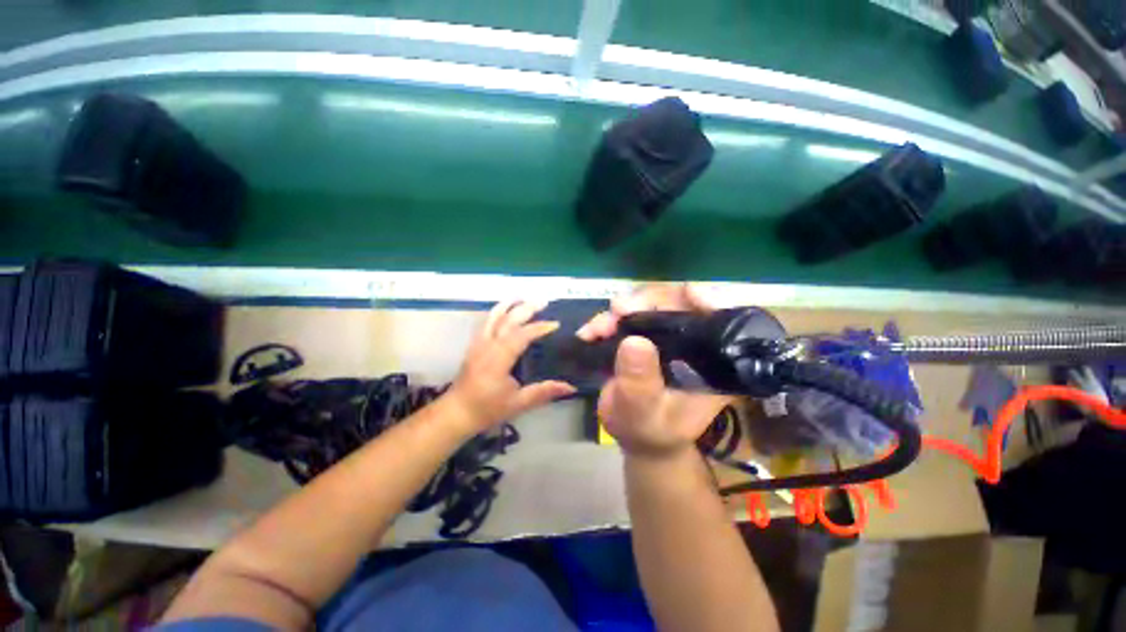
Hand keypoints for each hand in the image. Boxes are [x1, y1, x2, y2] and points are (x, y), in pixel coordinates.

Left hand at [446, 300, 575, 432]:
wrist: (456, 412)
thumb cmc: (487, 409)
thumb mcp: (518, 403)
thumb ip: (543, 392)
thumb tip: (570, 386)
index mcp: (498, 360)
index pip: (520, 336)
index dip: (538, 328)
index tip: (555, 324)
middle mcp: (487, 346)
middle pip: (507, 321)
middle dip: (525, 309)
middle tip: (543, 301)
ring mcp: (478, 343)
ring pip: (493, 317)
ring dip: (508, 305)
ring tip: (523, 296)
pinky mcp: (474, 344)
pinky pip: (485, 322)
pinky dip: (497, 312)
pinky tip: (505, 309)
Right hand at [578, 285, 731, 458]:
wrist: (635, 436)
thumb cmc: (649, 431)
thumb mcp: (643, 413)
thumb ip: (640, 383)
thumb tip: (633, 341)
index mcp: (712, 363)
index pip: (724, 321)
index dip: (711, 300)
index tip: (688, 292)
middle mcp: (694, 343)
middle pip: (679, 303)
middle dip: (647, 300)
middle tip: (619, 309)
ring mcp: (667, 336)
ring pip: (649, 304)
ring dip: (621, 310)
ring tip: (599, 327)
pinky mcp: (644, 335)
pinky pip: (628, 316)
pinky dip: (607, 320)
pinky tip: (590, 332)